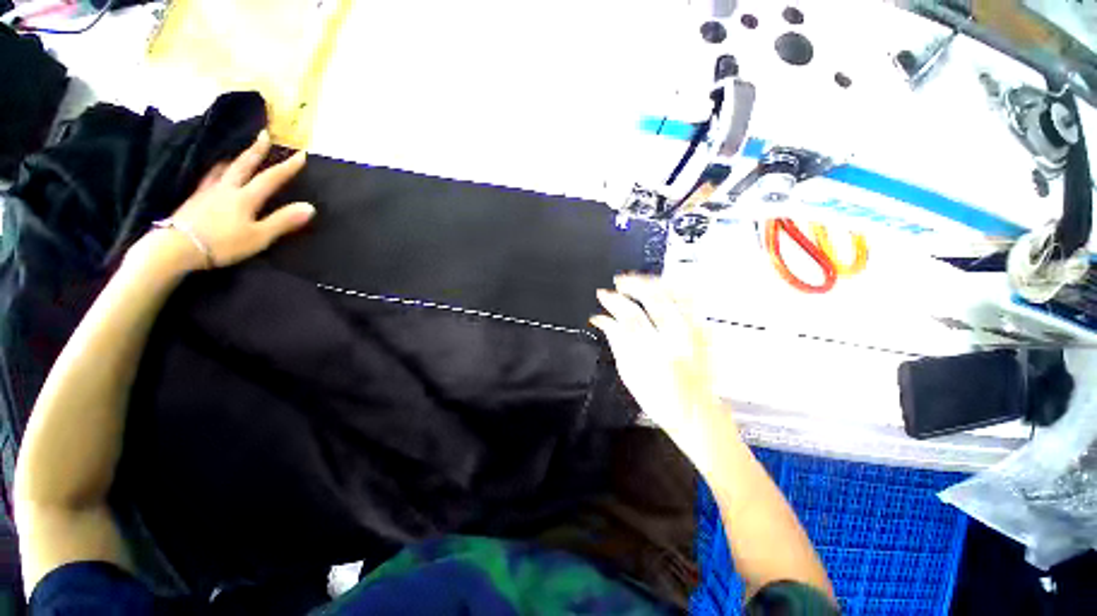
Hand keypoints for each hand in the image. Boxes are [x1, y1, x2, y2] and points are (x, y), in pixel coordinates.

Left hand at [140, 130, 315, 271]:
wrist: (177, 247)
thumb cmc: (222, 243)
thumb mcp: (259, 236)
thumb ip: (283, 221)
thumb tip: (310, 207)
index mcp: (245, 198)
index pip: (271, 178)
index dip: (287, 166)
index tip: (300, 153)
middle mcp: (227, 189)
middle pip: (243, 165)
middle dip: (256, 150)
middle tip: (264, 134)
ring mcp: (207, 192)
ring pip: (223, 169)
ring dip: (234, 158)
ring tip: (238, 152)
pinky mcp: (194, 200)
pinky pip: (208, 179)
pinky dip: (215, 171)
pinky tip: (215, 174)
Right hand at [591, 275, 736, 474]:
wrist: (697, 414)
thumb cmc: (659, 399)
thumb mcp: (629, 374)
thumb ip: (617, 342)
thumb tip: (603, 320)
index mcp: (654, 351)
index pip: (629, 316)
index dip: (612, 302)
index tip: (602, 295)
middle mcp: (677, 337)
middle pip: (654, 298)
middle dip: (632, 284)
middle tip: (618, 282)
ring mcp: (694, 332)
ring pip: (674, 293)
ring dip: (653, 283)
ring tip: (638, 281)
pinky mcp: (703, 331)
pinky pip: (690, 300)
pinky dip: (673, 289)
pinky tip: (661, 288)